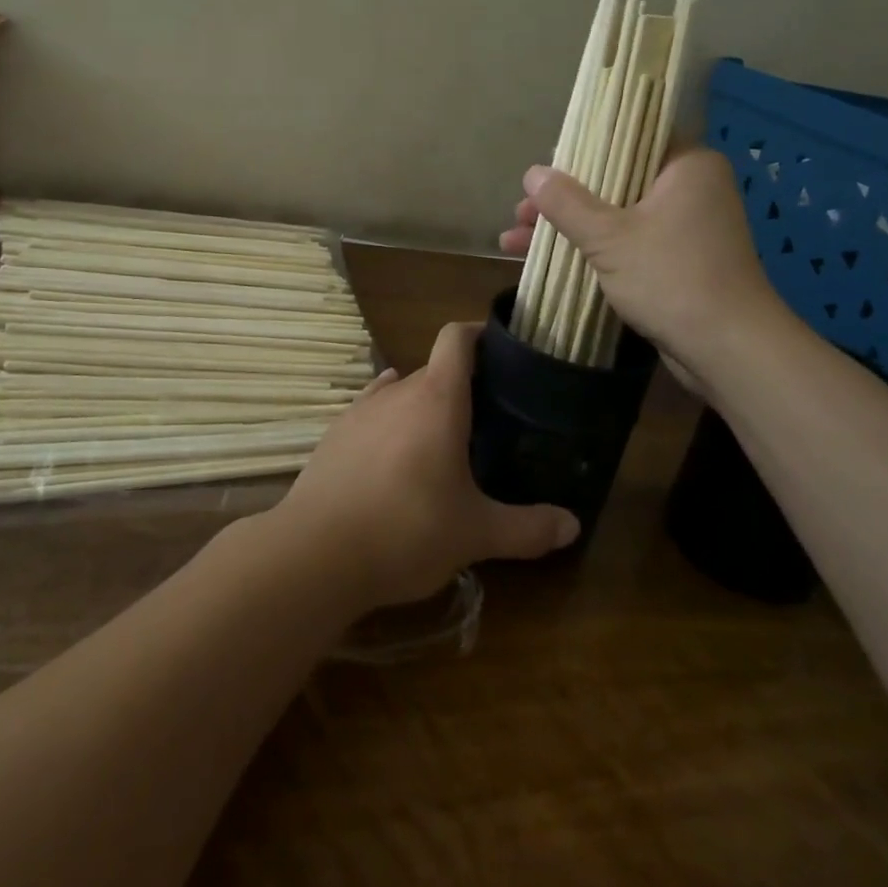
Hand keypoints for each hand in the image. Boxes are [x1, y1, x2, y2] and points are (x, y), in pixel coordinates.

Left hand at [271, 322, 580, 610]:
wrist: (315, 553)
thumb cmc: (406, 531)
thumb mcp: (476, 534)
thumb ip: (527, 528)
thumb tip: (572, 525)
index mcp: (437, 399)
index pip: (456, 339)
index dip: (478, 333)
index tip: (501, 349)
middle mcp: (397, 392)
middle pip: (433, 371)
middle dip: (460, 387)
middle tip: (487, 420)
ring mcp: (359, 411)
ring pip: (400, 393)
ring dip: (422, 408)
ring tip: (442, 443)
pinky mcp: (334, 435)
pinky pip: (371, 414)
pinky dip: (390, 425)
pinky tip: (396, 455)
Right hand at [499, 148, 781, 388]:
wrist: (728, 350)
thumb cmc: (672, 278)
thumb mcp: (609, 237)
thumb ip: (567, 203)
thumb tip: (532, 172)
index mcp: (686, 166)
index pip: (629, 139)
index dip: (581, 151)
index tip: (544, 166)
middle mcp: (690, 190)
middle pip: (614, 181)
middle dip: (563, 200)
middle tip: (521, 213)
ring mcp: (684, 228)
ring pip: (615, 216)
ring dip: (569, 229)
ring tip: (514, 241)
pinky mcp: (677, 262)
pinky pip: (626, 244)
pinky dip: (591, 250)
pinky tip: (545, 262)